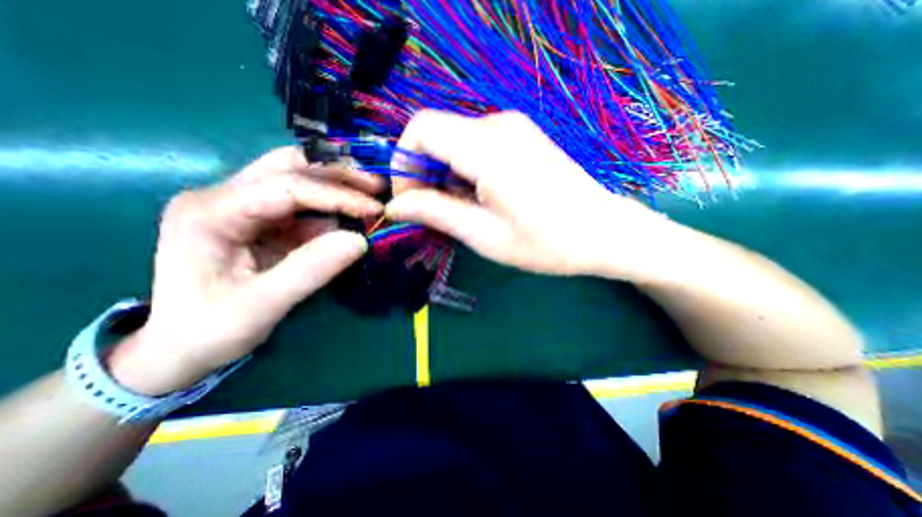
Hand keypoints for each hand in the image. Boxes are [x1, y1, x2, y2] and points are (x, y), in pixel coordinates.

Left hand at [106, 145, 382, 395]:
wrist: (179, 347)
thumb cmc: (210, 330)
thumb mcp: (263, 306)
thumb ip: (311, 270)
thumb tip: (361, 241)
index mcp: (211, 212)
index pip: (287, 186)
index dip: (337, 195)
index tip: (375, 209)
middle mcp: (223, 197)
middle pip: (289, 167)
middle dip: (338, 175)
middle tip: (377, 187)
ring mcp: (241, 206)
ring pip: (297, 179)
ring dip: (337, 188)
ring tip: (369, 200)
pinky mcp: (258, 220)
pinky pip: (301, 206)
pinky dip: (330, 210)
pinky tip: (350, 221)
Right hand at [387, 108, 673, 279]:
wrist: (604, 232)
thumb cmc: (548, 243)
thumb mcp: (486, 235)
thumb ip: (436, 213)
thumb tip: (397, 206)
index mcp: (488, 150)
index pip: (420, 130)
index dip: (403, 163)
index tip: (410, 200)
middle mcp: (498, 126)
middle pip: (435, 134)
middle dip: (422, 173)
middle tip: (434, 212)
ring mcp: (513, 128)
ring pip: (453, 141)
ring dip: (443, 174)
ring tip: (460, 210)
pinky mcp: (520, 137)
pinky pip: (474, 144)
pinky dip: (463, 170)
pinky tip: (479, 197)